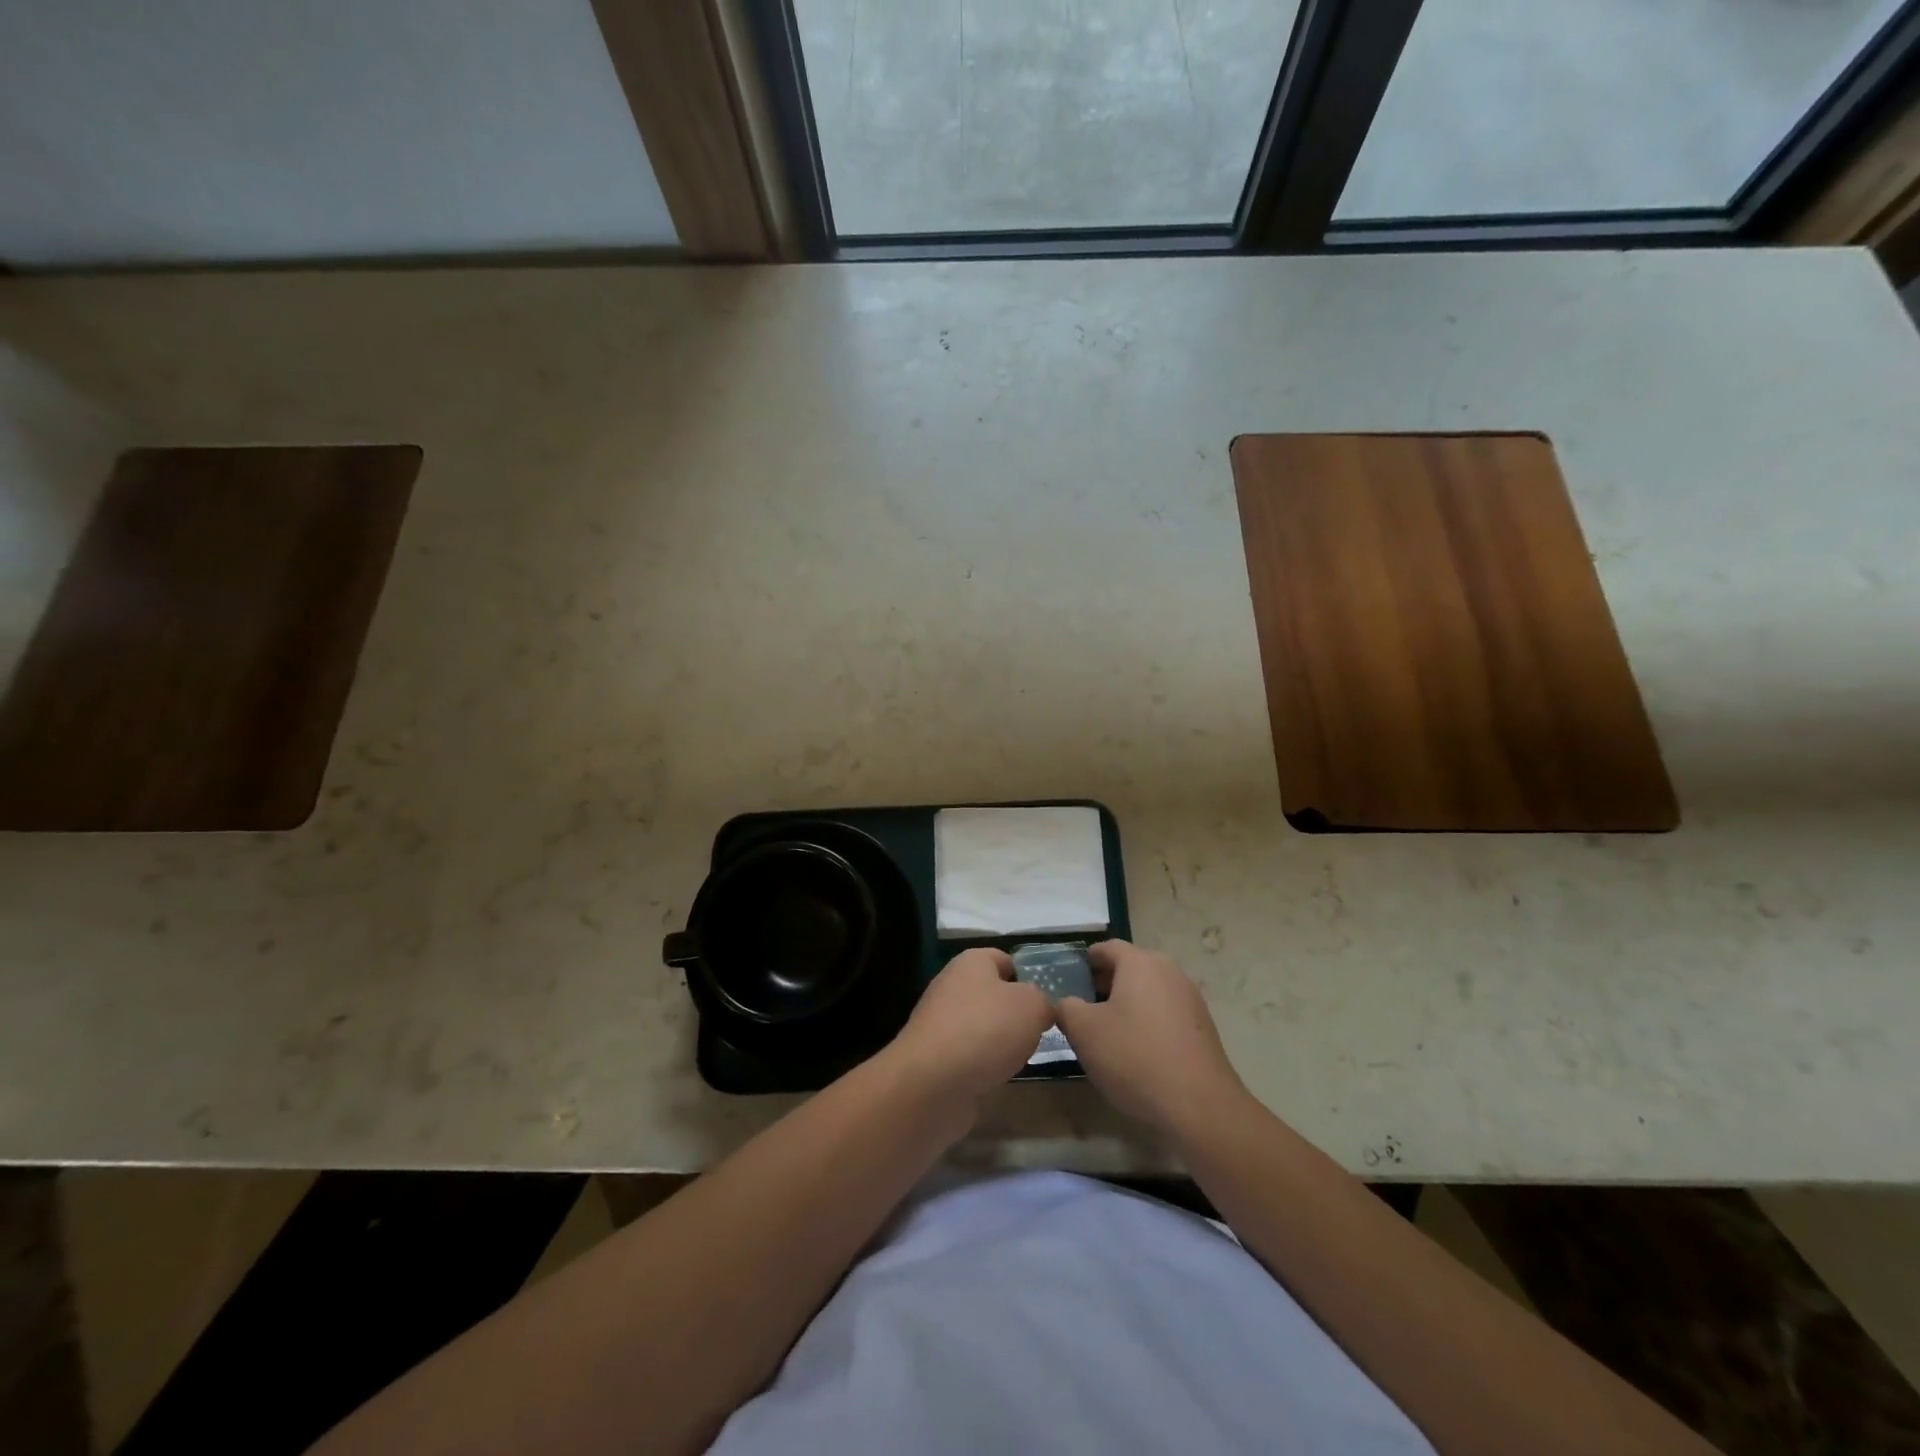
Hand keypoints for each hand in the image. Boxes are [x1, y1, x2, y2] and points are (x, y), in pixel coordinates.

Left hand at [886, 948, 1054, 1109]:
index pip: (1004, 959)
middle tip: (1040, 1032)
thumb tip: (1040, 1008)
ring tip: (1022, 1058)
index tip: (1048, 1001)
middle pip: (993, 994)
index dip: (1028, 976)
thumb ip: (1043, 1001)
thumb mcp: (1032, 1006)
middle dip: (1016, 1013)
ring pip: (981, 1026)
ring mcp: (939, 1023)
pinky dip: (984, 1065)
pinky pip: (969, 1055)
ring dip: (1001, 1042)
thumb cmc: (986, 1030)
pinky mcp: (934, 1058)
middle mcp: (951, 986)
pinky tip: (997, 1078)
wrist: (932, 1083)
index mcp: (971, 962)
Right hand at [1055, 940, 1247, 1135]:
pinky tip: (1138, 1051)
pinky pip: (1166, 1013)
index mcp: (1140, 962)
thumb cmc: (1134, 1057)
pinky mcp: (1203, 1027)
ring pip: (1149, 991)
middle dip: (1104, 984)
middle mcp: (1169, 971)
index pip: (1106, 948)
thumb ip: (1066, 1007)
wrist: (1199, 1106)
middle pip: (1130, 968)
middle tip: (1083, 1009)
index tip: (1070, 981)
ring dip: (1127, 1004)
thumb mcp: (1084, 1031)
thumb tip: (1067, 1002)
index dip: (1084, 962)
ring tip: (1107, 1033)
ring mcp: (1190, 998)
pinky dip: (1148, 1022)